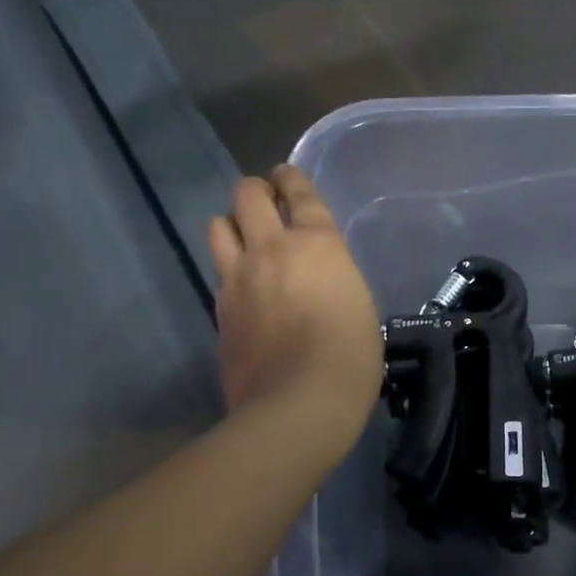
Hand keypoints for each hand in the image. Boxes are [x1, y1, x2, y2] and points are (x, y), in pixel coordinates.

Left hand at [207, 167, 381, 433]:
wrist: (300, 401)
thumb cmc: (351, 355)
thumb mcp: (358, 304)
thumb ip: (333, 279)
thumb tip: (319, 281)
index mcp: (318, 244)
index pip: (300, 194)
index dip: (291, 179)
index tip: (285, 174)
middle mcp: (272, 249)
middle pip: (247, 195)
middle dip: (254, 190)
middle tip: (263, 201)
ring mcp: (238, 278)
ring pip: (217, 225)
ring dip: (231, 223)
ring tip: (243, 238)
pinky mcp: (219, 309)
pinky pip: (218, 272)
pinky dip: (228, 269)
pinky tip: (241, 285)